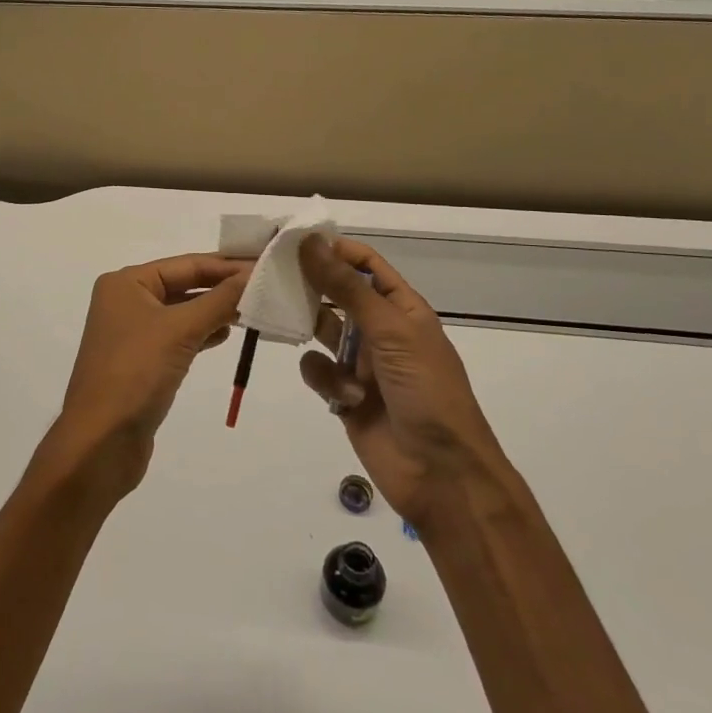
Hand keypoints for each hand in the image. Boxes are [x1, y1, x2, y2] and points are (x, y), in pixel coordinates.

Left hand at [47, 253, 250, 497]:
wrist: (100, 442)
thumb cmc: (135, 373)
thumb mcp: (180, 330)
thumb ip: (220, 300)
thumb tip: (255, 274)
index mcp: (126, 283)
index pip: (186, 264)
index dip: (227, 265)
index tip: (267, 264)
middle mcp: (126, 301)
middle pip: (184, 285)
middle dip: (223, 287)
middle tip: (268, 287)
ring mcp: (133, 333)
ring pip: (183, 312)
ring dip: (216, 311)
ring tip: (256, 310)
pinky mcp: (143, 362)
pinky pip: (179, 337)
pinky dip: (203, 334)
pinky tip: (227, 335)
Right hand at [298, 235, 501, 529]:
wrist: (440, 472)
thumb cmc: (425, 390)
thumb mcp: (389, 331)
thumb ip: (346, 287)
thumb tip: (310, 242)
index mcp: (402, 308)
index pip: (365, 265)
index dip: (334, 250)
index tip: (294, 240)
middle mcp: (380, 330)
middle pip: (337, 295)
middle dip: (310, 286)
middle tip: (271, 274)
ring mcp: (361, 363)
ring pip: (321, 331)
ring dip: (311, 332)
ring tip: (291, 326)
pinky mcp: (344, 395)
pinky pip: (318, 370)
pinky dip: (324, 379)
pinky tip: (342, 396)